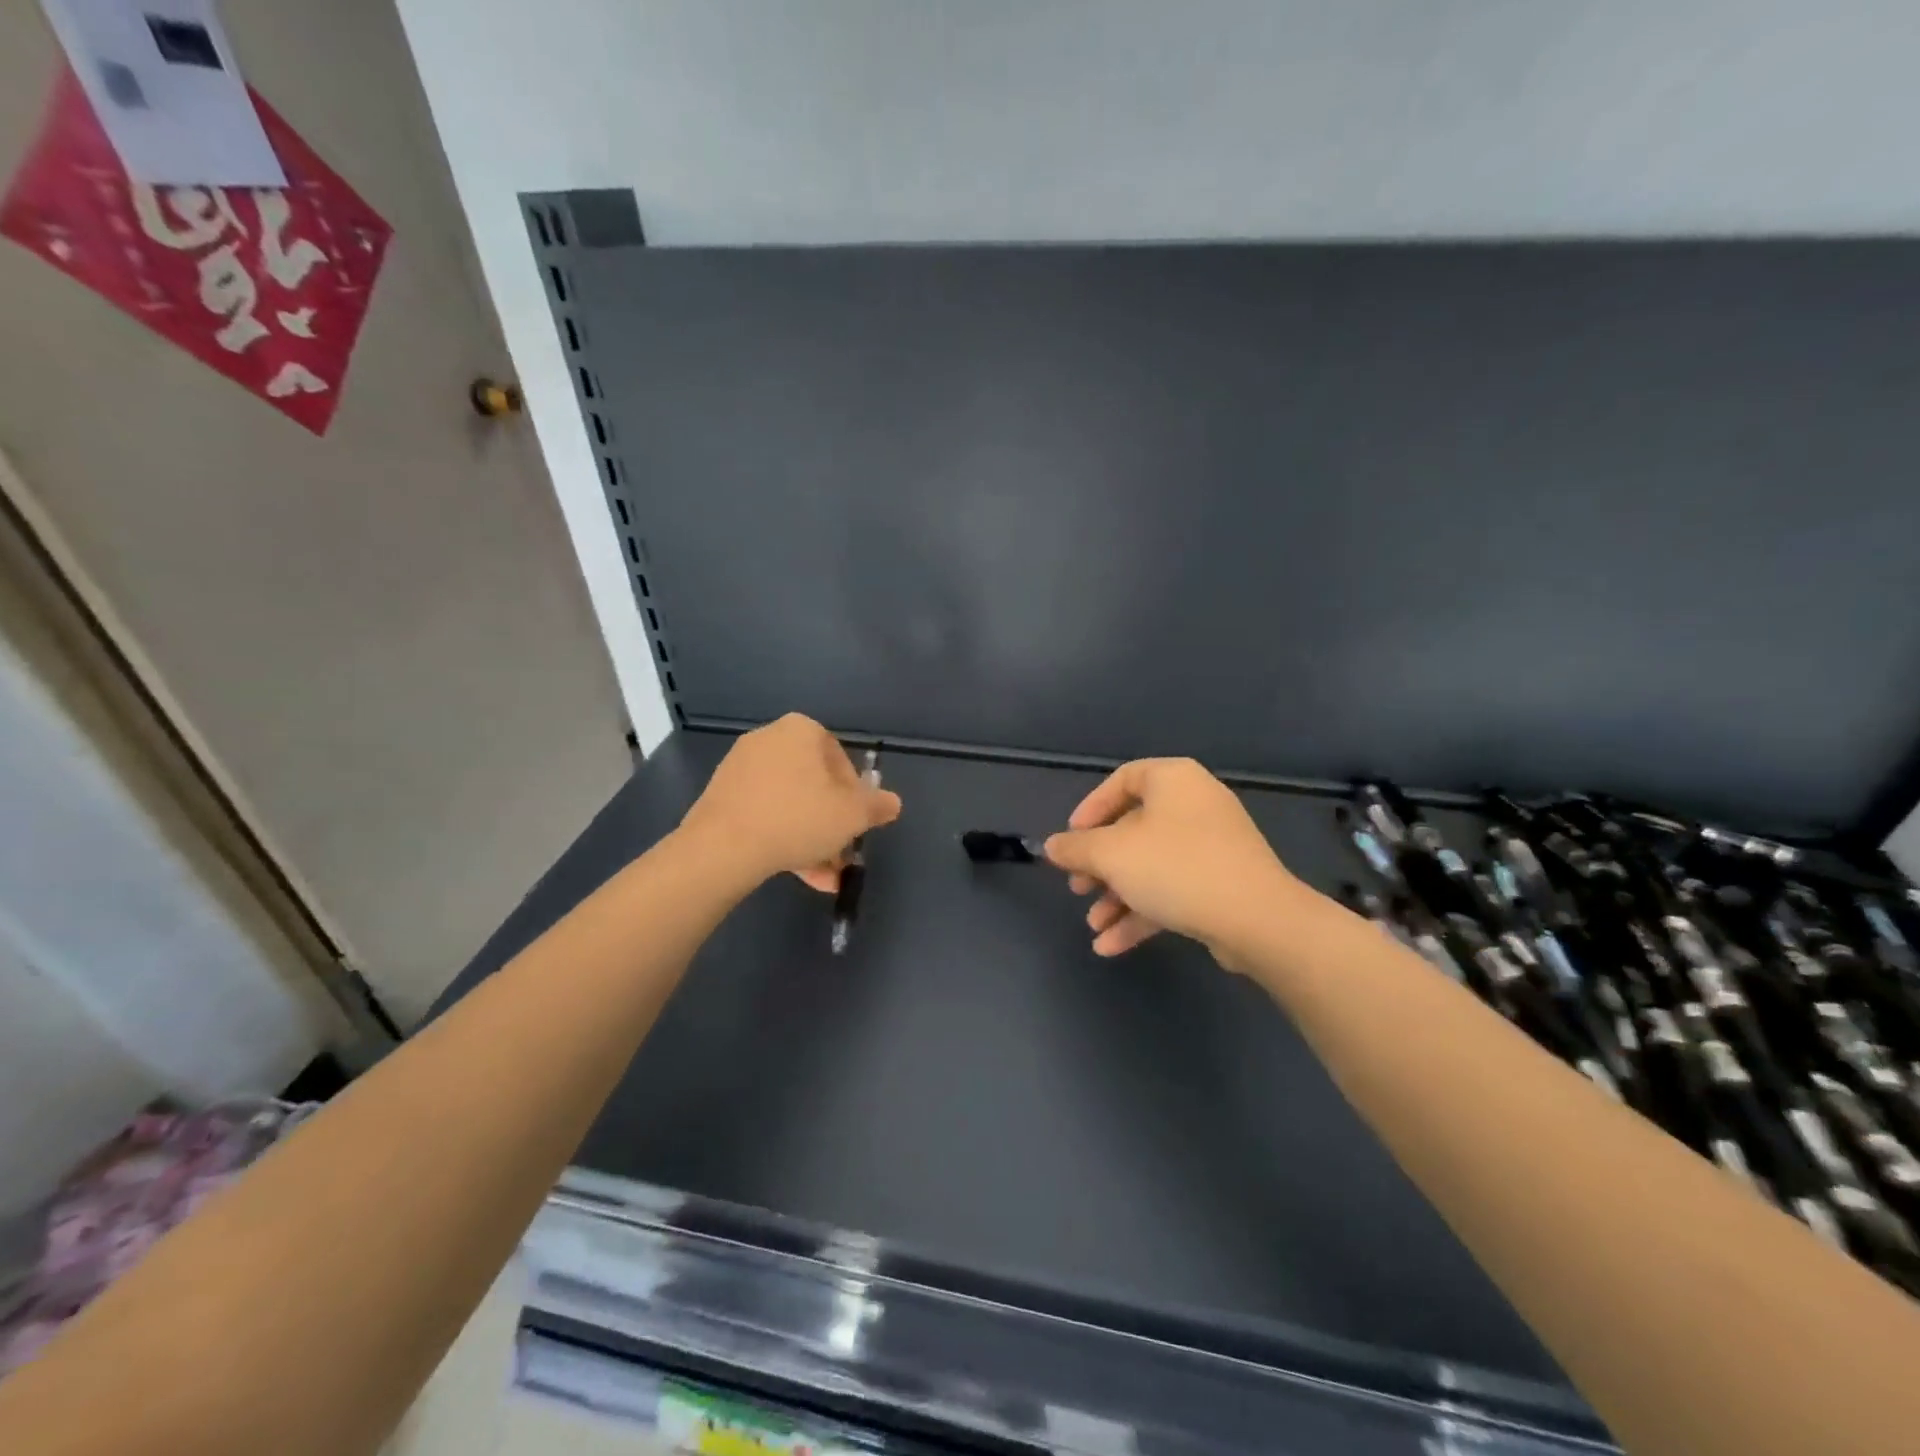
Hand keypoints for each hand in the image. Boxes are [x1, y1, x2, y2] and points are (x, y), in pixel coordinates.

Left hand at [679, 714, 900, 892]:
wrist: (722, 847)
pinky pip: (764, 814)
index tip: (856, 824)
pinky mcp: (721, 797)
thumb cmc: (798, 818)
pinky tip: (797, 873)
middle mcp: (769, 739)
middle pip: (814, 785)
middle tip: (841, 855)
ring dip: (811, 839)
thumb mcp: (852, 816)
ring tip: (823, 877)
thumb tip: (892, 803)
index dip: (855, 796)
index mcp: (801, 731)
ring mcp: (740, 768)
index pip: (841, 760)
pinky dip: (782, 838)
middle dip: (831, 824)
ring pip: (790, 804)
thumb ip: (877, 806)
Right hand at [1043, 758, 1305, 965]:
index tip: (1071, 840)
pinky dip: (1142, 912)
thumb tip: (1051, 846)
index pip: (1122, 780)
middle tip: (1078, 888)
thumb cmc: (1176, 868)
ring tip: (1094, 926)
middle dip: (1100, 865)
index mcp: (1173, 781)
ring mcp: (1213, 846)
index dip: (1090, 809)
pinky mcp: (1222, 883)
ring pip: (1151, 865)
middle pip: (1133, 829)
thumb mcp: (1111, 855)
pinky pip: (1173, 889)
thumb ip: (1075, 848)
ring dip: (1117, 896)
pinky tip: (1112, 945)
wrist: (1257, 919)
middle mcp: (1195, 805)